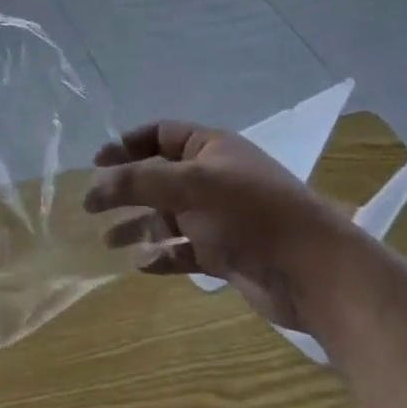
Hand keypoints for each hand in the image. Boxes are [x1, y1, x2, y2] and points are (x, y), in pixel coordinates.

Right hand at [85, 121, 356, 330]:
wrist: (316, 272)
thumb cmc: (250, 214)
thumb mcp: (188, 186)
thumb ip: (136, 181)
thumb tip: (94, 184)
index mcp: (210, 148)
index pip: (159, 134)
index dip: (126, 145)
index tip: (96, 163)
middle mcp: (214, 178)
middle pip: (158, 177)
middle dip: (125, 190)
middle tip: (90, 205)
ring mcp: (221, 217)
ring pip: (168, 216)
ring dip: (138, 226)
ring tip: (107, 242)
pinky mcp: (227, 253)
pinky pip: (184, 250)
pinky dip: (162, 256)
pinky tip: (140, 265)